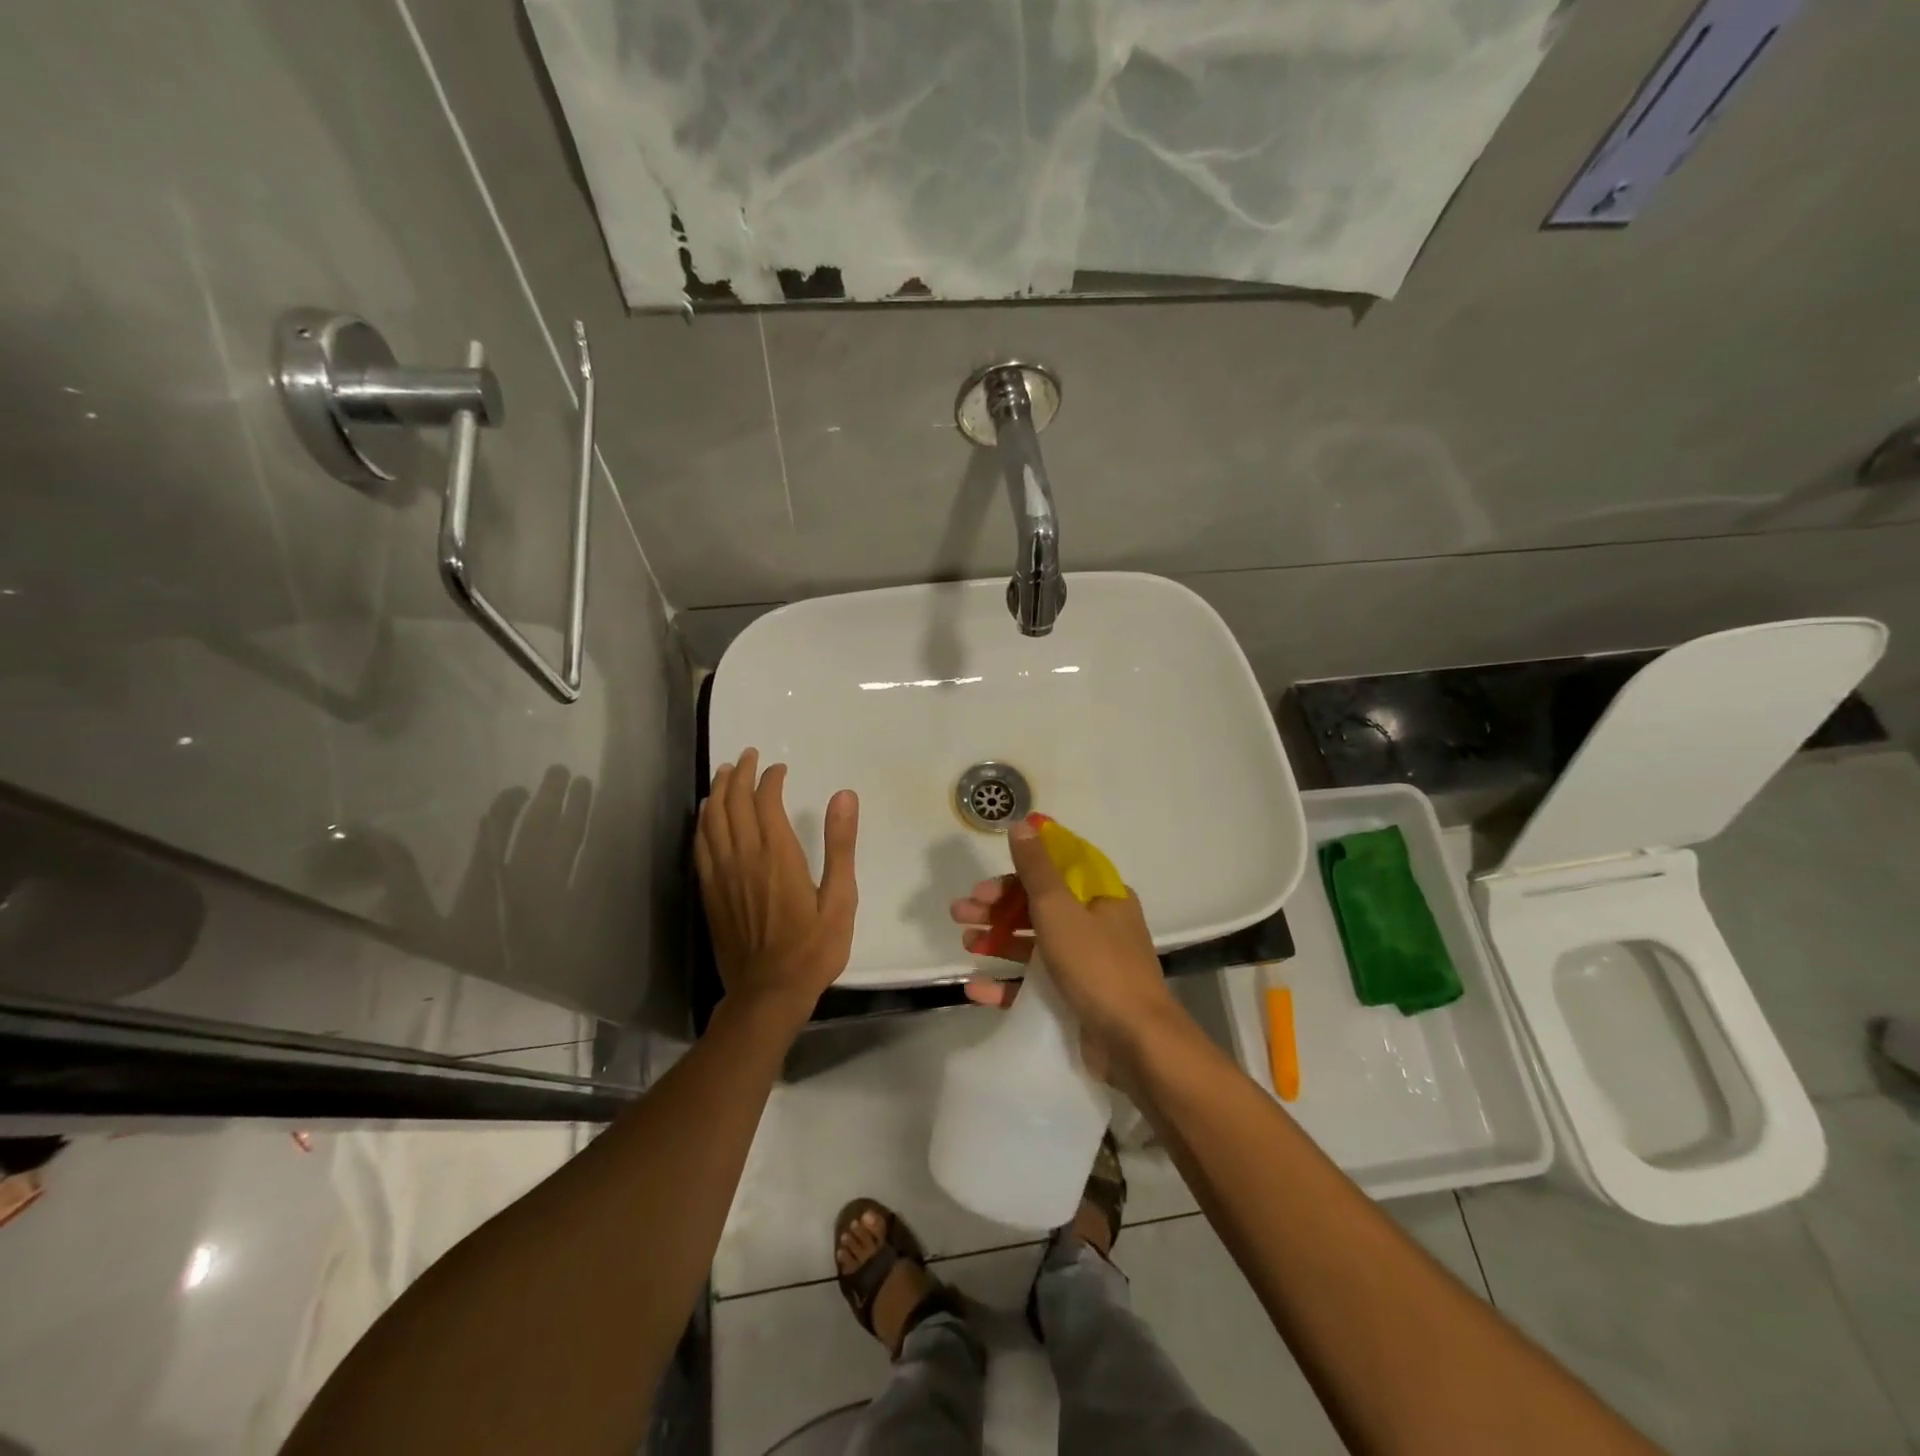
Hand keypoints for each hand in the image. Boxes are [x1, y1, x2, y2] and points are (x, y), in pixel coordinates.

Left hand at [695, 748, 858, 1027]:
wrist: (768, 993)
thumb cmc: (813, 948)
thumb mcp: (840, 898)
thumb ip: (840, 845)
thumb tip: (844, 795)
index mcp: (778, 856)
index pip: (766, 802)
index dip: (770, 779)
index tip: (779, 768)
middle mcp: (744, 857)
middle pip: (734, 803)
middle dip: (740, 774)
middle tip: (748, 756)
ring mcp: (722, 875)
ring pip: (712, 820)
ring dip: (717, 791)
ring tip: (724, 773)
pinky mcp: (710, 892)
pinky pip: (700, 846)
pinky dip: (702, 822)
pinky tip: (705, 814)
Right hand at [950, 816, 1181, 1083]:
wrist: (1136, 1043)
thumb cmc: (1097, 965)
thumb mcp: (1060, 909)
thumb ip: (1036, 868)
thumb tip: (1023, 824)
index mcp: (1102, 897)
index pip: (1054, 872)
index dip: (1016, 873)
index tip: (984, 883)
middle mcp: (1098, 925)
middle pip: (1040, 907)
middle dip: (998, 907)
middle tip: (960, 912)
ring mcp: (1089, 964)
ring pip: (1035, 944)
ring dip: (999, 940)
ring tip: (965, 942)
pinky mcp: (1078, 1000)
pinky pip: (1037, 985)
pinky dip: (1007, 984)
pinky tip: (975, 988)